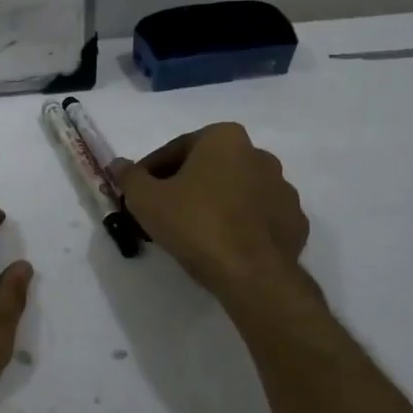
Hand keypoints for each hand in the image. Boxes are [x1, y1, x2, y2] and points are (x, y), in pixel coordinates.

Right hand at [112, 124, 310, 297]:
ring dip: (213, 204)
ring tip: (190, 232)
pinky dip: (239, 225)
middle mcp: (259, 155)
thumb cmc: (195, 224)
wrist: (251, 274)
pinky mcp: (295, 222)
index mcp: (225, 138)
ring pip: (235, 191)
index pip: (176, 149)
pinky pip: (258, 217)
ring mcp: (283, 189)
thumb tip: (117, 164)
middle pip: (208, 168)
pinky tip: (221, 245)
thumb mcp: (146, 199)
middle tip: (161, 212)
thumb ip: (130, 177)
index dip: (151, 172)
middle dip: (184, 185)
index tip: (138, 193)